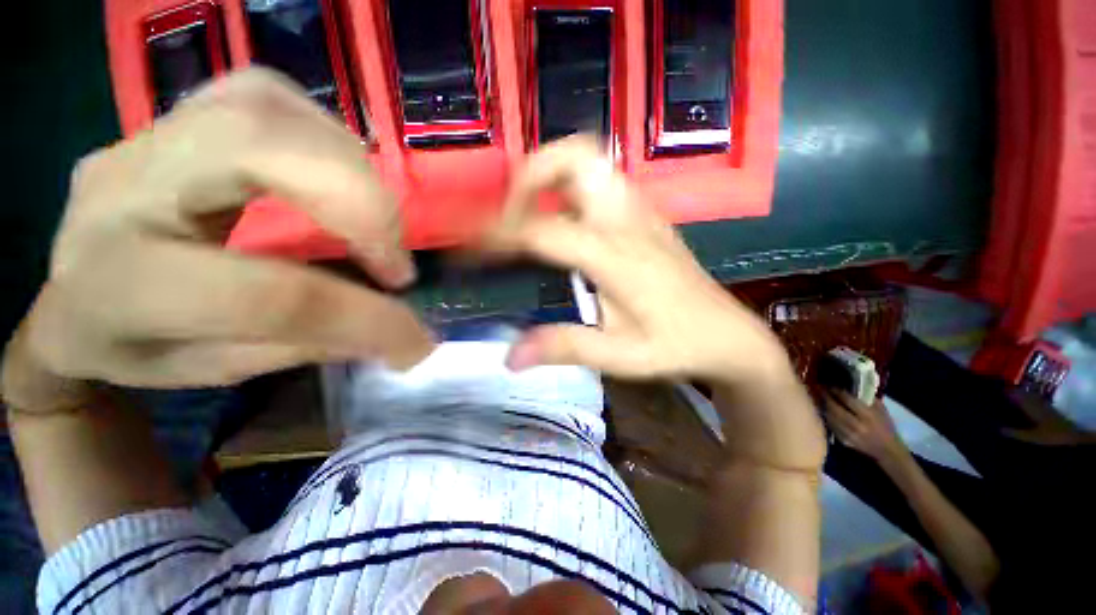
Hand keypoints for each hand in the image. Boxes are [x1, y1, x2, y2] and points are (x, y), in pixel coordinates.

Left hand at [2, 69, 433, 412]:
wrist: (69, 290)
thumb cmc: (132, 345)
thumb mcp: (215, 369)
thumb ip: (305, 344)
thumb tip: (393, 329)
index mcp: (122, 284)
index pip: (274, 294)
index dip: (367, 317)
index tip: (417, 339)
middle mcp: (124, 186)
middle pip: (260, 148)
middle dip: (362, 206)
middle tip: (397, 262)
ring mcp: (148, 134)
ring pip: (269, 107)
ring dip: (350, 169)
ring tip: (376, 225)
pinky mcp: (177, 113)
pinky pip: (268, 95)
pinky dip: (326, 135)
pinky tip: (341, 178)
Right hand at [489, 139, 789, 385]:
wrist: (728, 334)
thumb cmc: (675, 346)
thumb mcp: (618, 355)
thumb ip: (564, 347)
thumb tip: (509, 357)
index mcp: (617, 256)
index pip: (543, 230)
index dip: (498, 235)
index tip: (470, 251)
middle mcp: (627, 220)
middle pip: (576, 156)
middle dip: (530, 175)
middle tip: (509, 216)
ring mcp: (641, 210)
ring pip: (590, 159)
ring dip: (550, 176)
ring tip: (529, 214)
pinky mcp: (647, 215)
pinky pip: (602, 179)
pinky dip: (571, 187)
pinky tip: (564, 221)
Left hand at [823, 390, 905, 461]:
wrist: (887, 450)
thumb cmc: (885, 426)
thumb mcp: (881, 410)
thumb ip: (867, 398)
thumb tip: (850, 387)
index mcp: (868, 416)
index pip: (847, 400)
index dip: (836, 391)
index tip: (829, 385)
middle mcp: (857, 425)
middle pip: (835, 408)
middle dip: (826, 397)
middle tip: (820, 389)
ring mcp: (849, 434)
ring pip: (830, 417)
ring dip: (823, 406)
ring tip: (820, 398)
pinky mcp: (843, 441)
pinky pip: (831, 426)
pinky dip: (827, 417)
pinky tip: (824, 410)